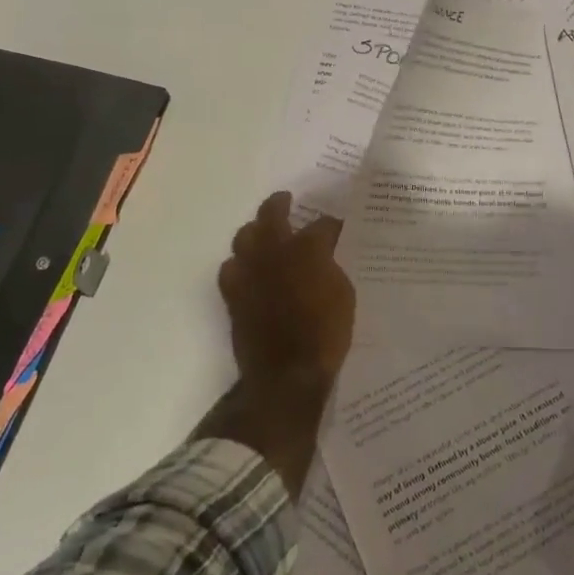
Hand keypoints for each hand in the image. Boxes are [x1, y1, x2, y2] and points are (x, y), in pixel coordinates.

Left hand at [217, 191, 354, 398]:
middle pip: (272, 213)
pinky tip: (247, 268)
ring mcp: (249, 270)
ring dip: (255, 230)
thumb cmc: (325, 333)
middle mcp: (274, 251)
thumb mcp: (344, 294)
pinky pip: (230, 267)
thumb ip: (332, 266)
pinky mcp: (234, 293)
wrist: (288, 374)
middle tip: (286, 200)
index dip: (331, 225)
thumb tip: (326, 255)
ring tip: (263, 232)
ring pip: (244, 236)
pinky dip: (239, 263)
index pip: (322, 224)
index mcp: (307, 248)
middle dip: (280, 203)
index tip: (337, 228)